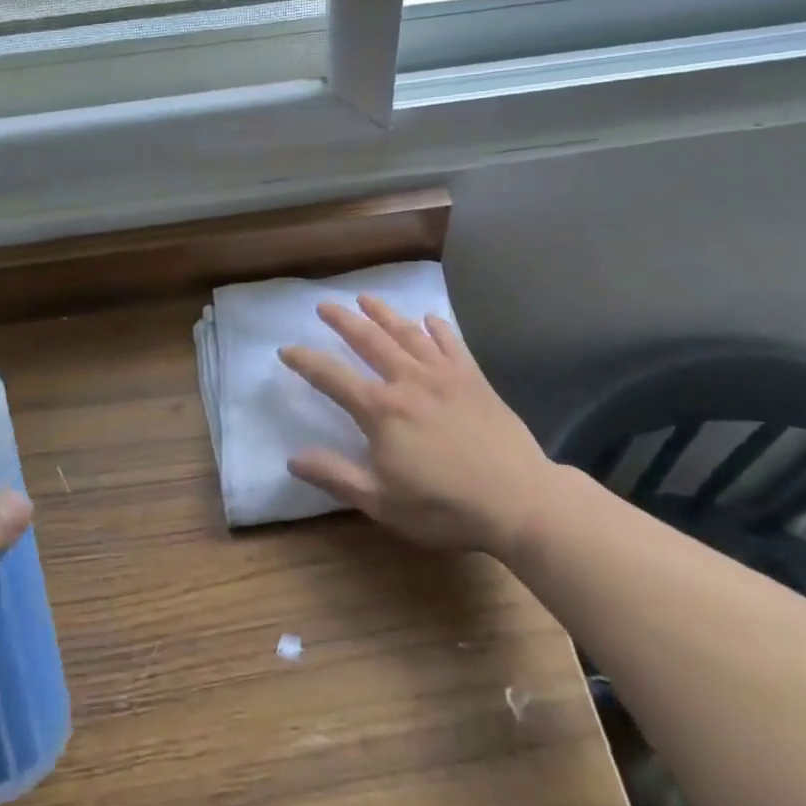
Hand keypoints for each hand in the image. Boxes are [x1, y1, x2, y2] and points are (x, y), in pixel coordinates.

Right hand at [281, 296, 551, 557]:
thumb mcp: (381, 502)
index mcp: (381, 409)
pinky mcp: (474, 379)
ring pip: (407, 333)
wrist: (519, 500)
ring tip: (366, 298)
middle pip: (369, 341)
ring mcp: (444, 375)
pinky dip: (437, 328)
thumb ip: (335, 476)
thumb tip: (293, 459)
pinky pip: (451, 343)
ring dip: (383, 313)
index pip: (332, 377)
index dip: (305, 361)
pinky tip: (429, 318)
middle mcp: (408, 381)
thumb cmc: (444, 506)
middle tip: (324, 305)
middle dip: (343, 321)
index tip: (286, 349)